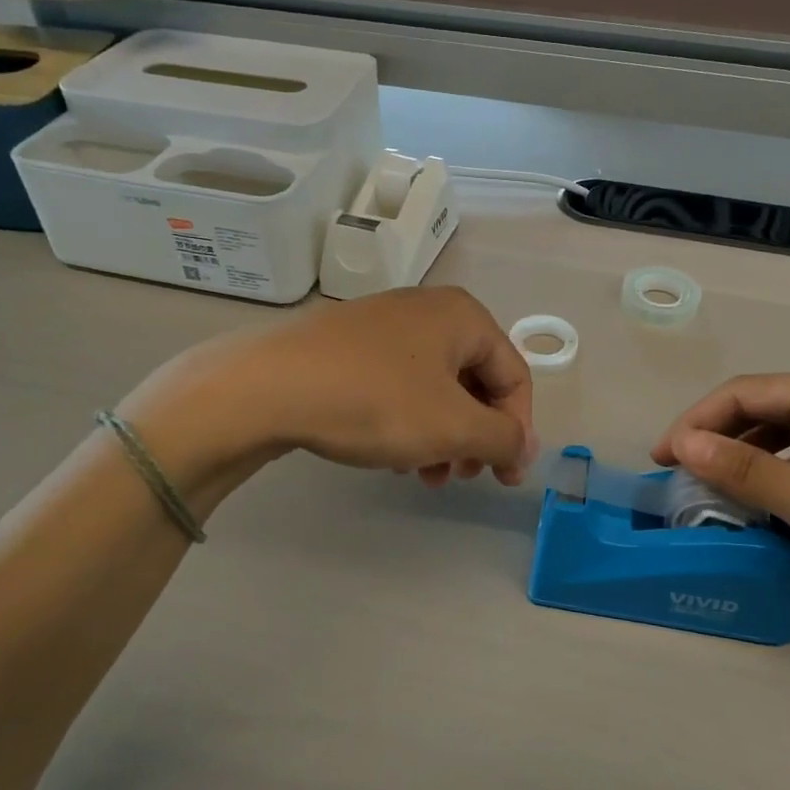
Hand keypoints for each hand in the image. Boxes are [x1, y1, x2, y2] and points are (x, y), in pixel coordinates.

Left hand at [130, 287, 537, 490]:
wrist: (267, 386)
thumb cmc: (375, 401)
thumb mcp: (452, 426)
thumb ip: (502, 438)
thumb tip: (522, 447)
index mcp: (463, 316)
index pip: (514, 376)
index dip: (517, 431)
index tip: (504, 479)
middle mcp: (428, 310)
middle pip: (474, 382)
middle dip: (475, 436)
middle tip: (462, 476)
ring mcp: (384, 324)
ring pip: (434, 388)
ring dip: (441, 436)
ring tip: (423, 475)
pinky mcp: (349, 345)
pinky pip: (398, 385)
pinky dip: (407, 421)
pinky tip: (390, 456)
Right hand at [652, 373, 789, 648]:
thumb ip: (745, 469)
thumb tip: (682, 443)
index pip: (747, 392)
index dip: (697, 421)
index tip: (663, 460)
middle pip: (766, 410)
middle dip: (719, 439)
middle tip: (683, 479)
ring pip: (788, 439)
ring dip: (747, 461)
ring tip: (715, 495)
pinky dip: (780, 481)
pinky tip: (766, 510)